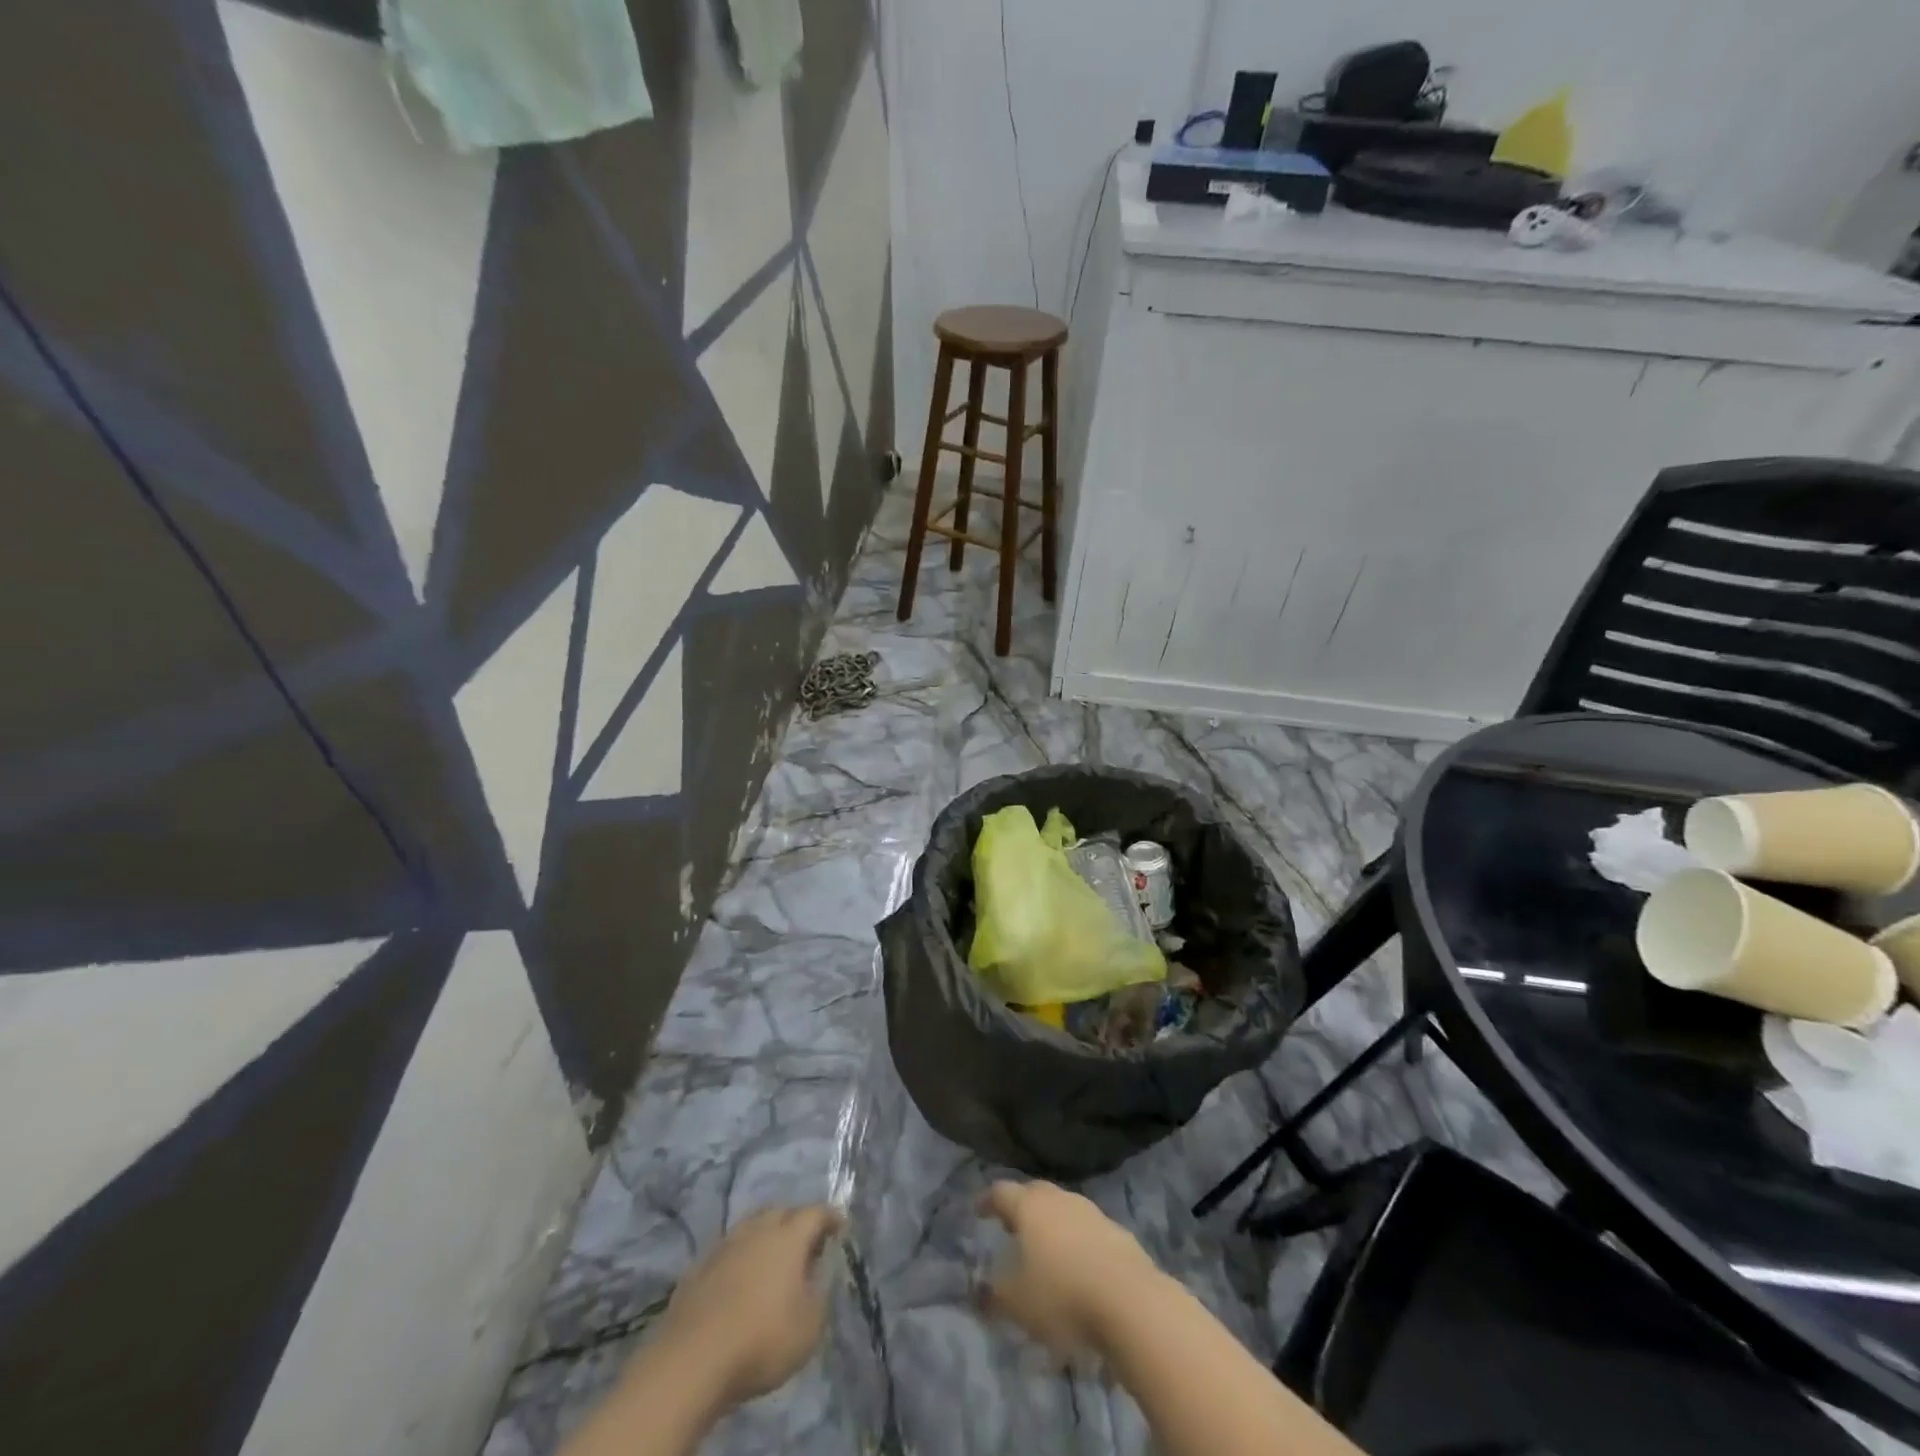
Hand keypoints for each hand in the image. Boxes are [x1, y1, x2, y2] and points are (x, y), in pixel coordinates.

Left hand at [651, 1205, 845, 1407]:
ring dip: (765, 1236)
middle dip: (796, 1221)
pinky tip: (739, 1279)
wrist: (692, 1360)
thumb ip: (820, 1294)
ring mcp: (724, 1246)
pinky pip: (727, 1250)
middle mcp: (757, 1230)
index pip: (815, 1213)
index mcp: (789, 1237)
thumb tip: (818, 1274)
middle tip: (806, 1243)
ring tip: (772, 1259)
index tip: (840, 1227)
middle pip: (781, 1212)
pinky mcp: (698, 1268)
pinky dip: (740, 1257)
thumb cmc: (762, 1340)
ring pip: (751, 1226)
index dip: (830, 1218)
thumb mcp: (809, 1327)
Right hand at [978, 1181, 1160, 1358]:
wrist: (1131, 1302)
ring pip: (1064, 1210)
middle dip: (1021, 1207)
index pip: (1002, 1192)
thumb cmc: (1063, 1297)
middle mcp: (1060, 1199)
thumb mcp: (1018, 1304)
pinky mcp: (1118, 1233)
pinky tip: (1078, 1267)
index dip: (988, 1201)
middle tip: (1011, 1226)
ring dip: (1052, 1225)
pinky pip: (1088, 1231)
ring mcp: (1092, 1213)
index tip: (979, 1210)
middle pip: (1035, 1194)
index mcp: (1031, 1207)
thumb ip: (994, 1295)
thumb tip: (980, 1290)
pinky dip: (1077, 1243)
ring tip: (1045, 1250)